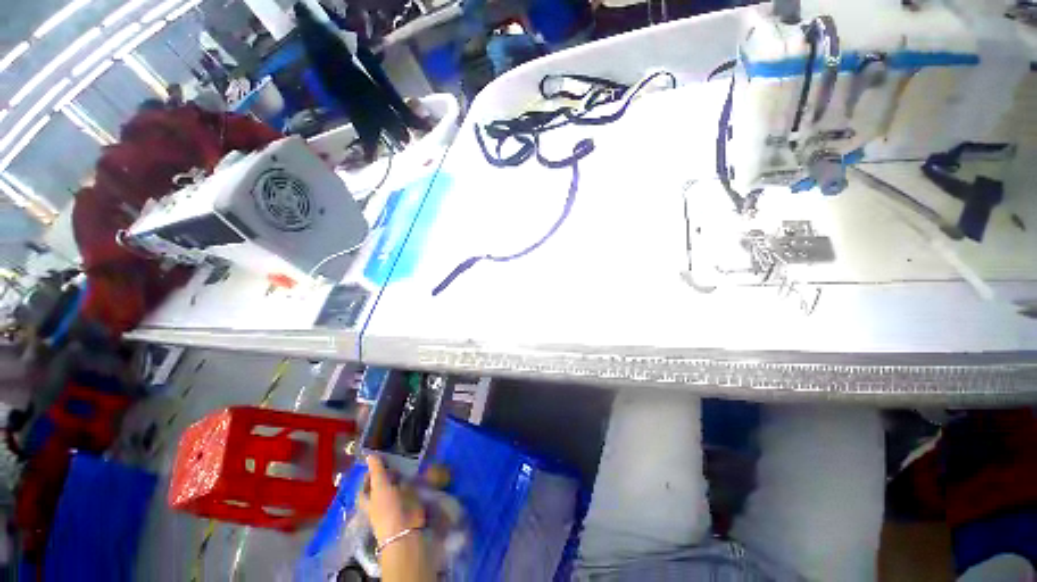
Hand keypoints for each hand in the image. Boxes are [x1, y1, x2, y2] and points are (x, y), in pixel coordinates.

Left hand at [358, 455, 424, 544]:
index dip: (370, 472)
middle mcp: (379, 501)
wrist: (405, 529)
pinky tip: (415, 474)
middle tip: (395, 461)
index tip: (380, 460)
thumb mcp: (380, 487)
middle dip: (387, 474)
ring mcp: (394, 503)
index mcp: (368, 499)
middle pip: (380, 485)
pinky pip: (408, 489)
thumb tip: (369, 454)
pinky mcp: (408, 504)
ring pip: (394, 487)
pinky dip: (411, 482)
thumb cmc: (388, 509)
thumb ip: (376, 471)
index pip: (366, 484)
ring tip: (406, 465)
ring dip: (400, 477)